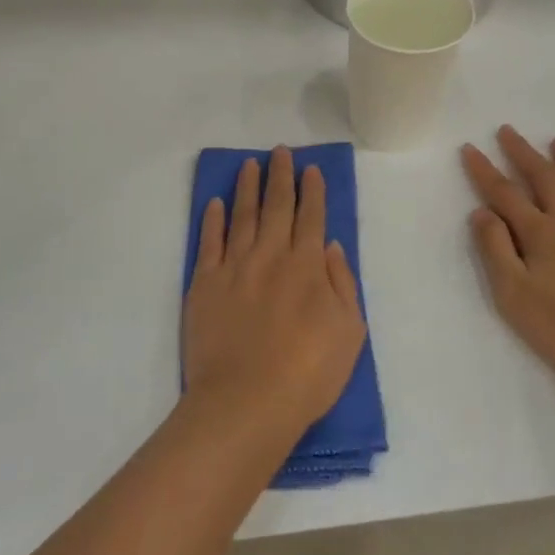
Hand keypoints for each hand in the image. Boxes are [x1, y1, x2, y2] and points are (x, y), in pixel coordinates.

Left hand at [183, 147, 367, 436]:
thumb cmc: (308, 373)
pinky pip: (209, 242)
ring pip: (242, 216)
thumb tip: (329, 246)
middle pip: (277, 206)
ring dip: (247, 188)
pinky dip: (212, 220)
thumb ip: (342, 284)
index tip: (311, 169)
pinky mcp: (204, 284)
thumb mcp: (350, 331)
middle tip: (279, 152)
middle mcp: (271, 255)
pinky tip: (215, 203)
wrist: (246, 402)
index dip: (312, 191)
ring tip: (249, 165)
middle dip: (281, 177)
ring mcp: (234, 267)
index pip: (311, 217)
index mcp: (307, 266)